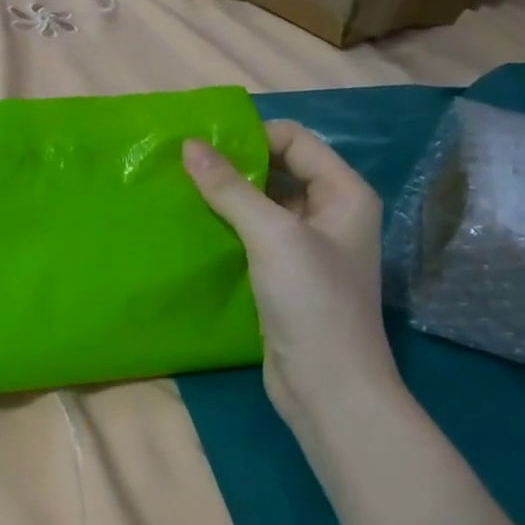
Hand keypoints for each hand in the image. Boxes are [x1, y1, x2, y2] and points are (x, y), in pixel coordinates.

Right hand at [183, 121, 400, 428]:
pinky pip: (253, 239)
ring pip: (262, 207)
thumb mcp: (273, 236)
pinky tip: (192, 229)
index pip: (296, 141)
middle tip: (182, 166)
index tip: (201, 144)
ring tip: (179, 192)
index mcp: (344, 194)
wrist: (327, 387)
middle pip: (279, 172)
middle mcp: (330, 215)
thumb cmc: (312, 302)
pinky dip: (226, 230)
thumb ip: (231, 189)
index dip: (253, 137)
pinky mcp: (283, 278)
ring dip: (226, 199)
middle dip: (234, 167)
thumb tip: (189, 145)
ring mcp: (306, 249)